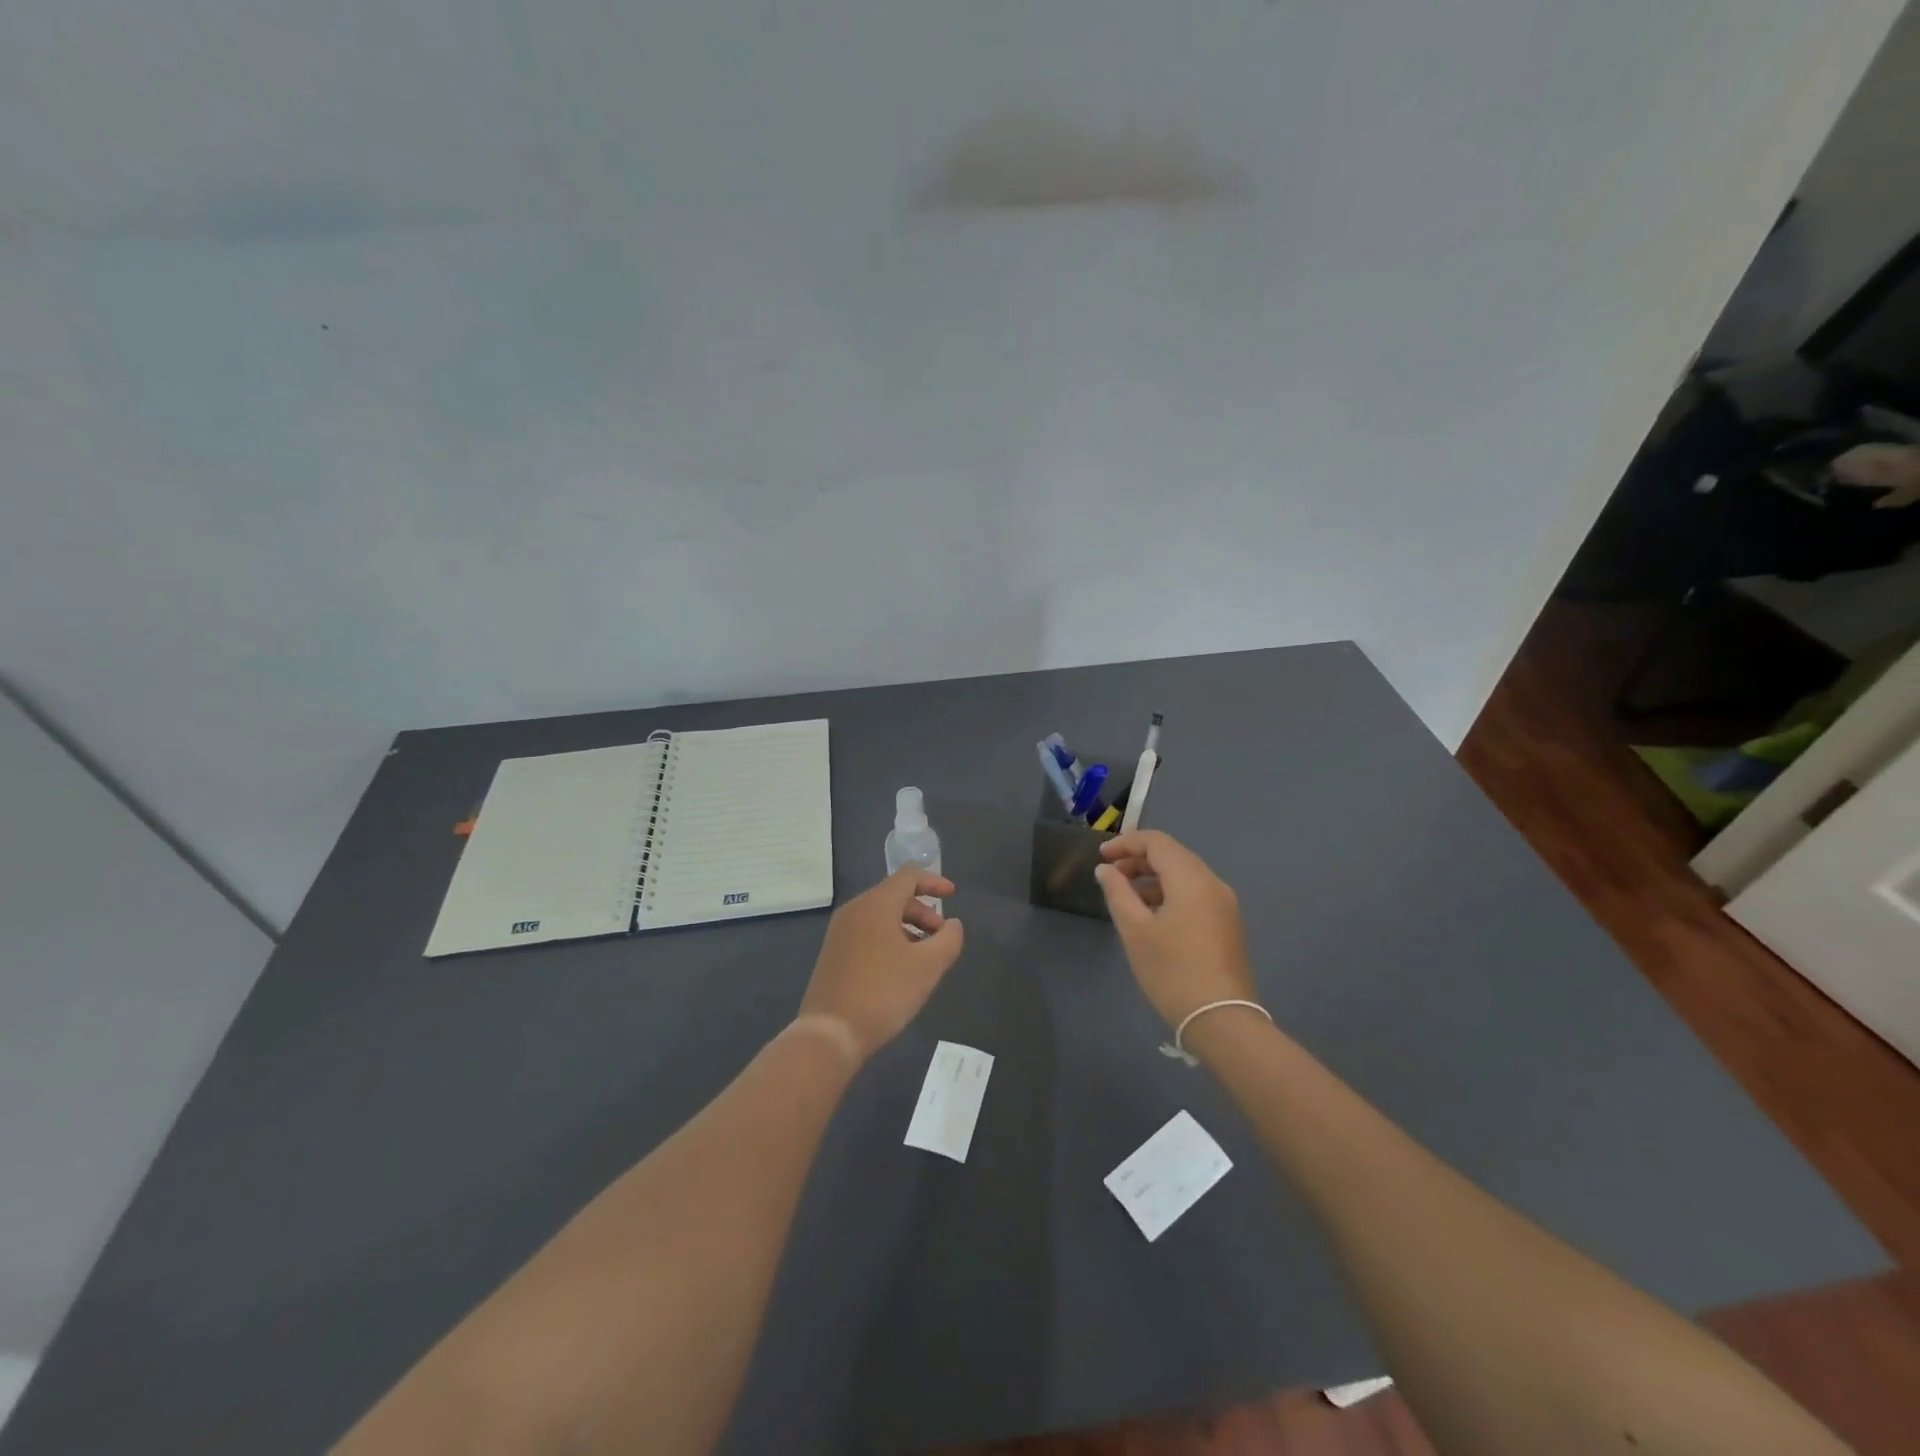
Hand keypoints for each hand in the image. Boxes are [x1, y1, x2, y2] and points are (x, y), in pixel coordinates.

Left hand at [797, 867, 964, 1062]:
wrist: (831, 1033)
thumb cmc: (884, 992)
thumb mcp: (928, 966)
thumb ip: (949, 939)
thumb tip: (952, 925)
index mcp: (876, 904)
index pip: (908, 876)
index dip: (934, 881)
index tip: (953, 895)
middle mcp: (855, 910)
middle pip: (895, 895)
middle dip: (923, 911)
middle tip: (941, 937)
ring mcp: (840, 932)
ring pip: (881, 916)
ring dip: (908, 926)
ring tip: (925, 956)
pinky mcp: (834, 953)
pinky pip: (868, 932)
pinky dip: (890, 938)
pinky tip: (901, 967)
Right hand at [1095, 830, 1255, 1027]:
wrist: (1221, 1020)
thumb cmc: (1172, 971)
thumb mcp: (1135, 931)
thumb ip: (1117, 893)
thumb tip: (1106, 870)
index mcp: (1191, 879)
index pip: (1157, 842)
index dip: (1126, 843)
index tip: (1101, 857)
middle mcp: (1213, 883)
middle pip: (1173, 855)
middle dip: (1139, 859)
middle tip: (1111, 876)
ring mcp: (1224, 904)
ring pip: (1185, 874)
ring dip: (1153, 877)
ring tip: (1126, 897)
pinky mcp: (1227, 923)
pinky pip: (1195, 893)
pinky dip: (1170, 892)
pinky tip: (1152, 914)